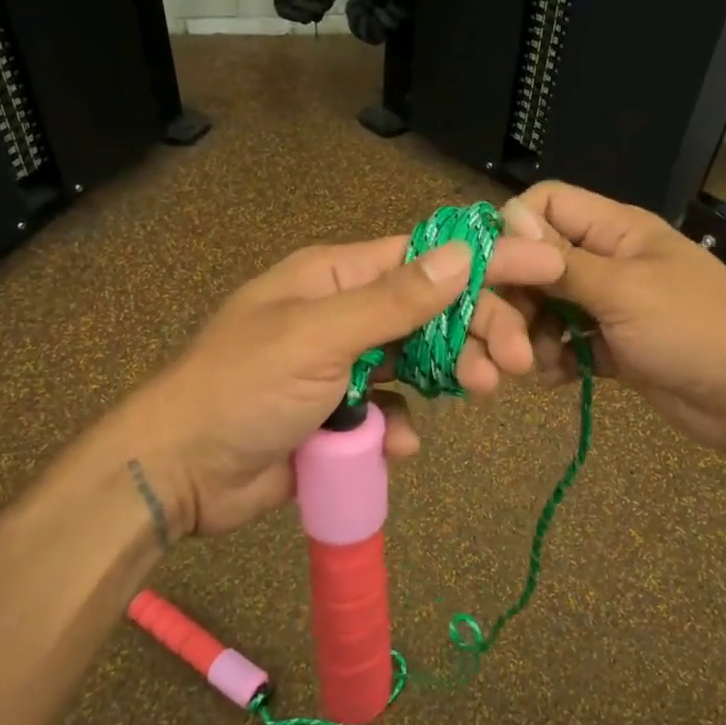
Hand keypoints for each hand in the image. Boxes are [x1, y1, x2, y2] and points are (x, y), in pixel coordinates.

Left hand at [88, 230, 564, 538]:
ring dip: (453, 373)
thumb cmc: (244, 388)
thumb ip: (393, 300)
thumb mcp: (319, 336)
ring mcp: (345, 363)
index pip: (425, 257)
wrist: (181, 471)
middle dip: (478, 328)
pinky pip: (392, 408)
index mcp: (335, 275)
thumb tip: (464, 253)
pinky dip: (403, 423)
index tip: (544, 271)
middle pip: (432, 309)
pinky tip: (400, 443)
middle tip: (516, 361)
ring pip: (420, 359)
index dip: (485, 261)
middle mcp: (345, 311)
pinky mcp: (343, 412)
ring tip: (483, 391)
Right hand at [500, 181, 725, 458]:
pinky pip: (567, 343)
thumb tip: (508, 219)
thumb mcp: (623, 291)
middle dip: (516, 298)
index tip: (491, 272)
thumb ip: (562, 261)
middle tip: (505, 340)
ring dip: (531, 334)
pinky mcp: (613, 347)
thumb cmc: (694, 331)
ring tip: (531, 365)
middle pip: (537, 262)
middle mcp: (607, 261)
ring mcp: (610, 306)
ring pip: (548, 307)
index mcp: (615, 230)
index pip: (547, 204)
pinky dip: (555, 359)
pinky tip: (554, 378)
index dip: (513, 230)